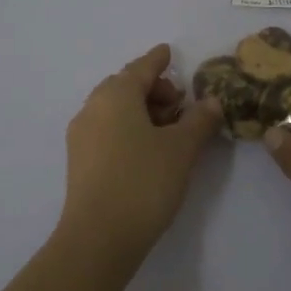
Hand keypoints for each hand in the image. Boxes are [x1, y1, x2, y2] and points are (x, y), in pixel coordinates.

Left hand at [60, 44, 223, 269]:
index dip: (159, 60)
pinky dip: (128, 128)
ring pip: (115, 109)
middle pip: (126, 86)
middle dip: (153, 89)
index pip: (142, 67)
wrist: (98, 239)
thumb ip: (199, 120)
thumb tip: (212, 101)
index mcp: (116, 94)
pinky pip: (107, 129)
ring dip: (141, 111)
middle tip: (180, 105)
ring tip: (169, 131)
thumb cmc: (143, 182)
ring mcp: (81, 135)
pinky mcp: (79, 161)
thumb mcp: (181, 148)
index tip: (169, 52)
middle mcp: (93, 107)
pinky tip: (147, 150)